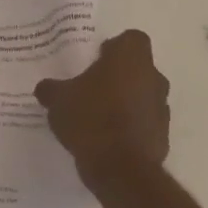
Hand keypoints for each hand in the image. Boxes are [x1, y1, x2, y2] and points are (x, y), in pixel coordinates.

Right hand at [35, 30, 171, 202]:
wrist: (120, 168)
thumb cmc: (90, 118)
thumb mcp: (57, 99)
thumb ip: (51, 89)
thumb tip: (45, 88)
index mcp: (130, 59)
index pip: (131, 39)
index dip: (113, 47)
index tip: (95, 59)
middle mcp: (153, 78)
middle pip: (137, 68)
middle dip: (117, 76)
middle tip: (90, 87)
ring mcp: (161, 108)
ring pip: (142, 95)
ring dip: (125, 101)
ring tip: (96, 116)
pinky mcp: (162, 136)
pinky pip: (143, 122)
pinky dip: (129, 126)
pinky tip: (105, 138)